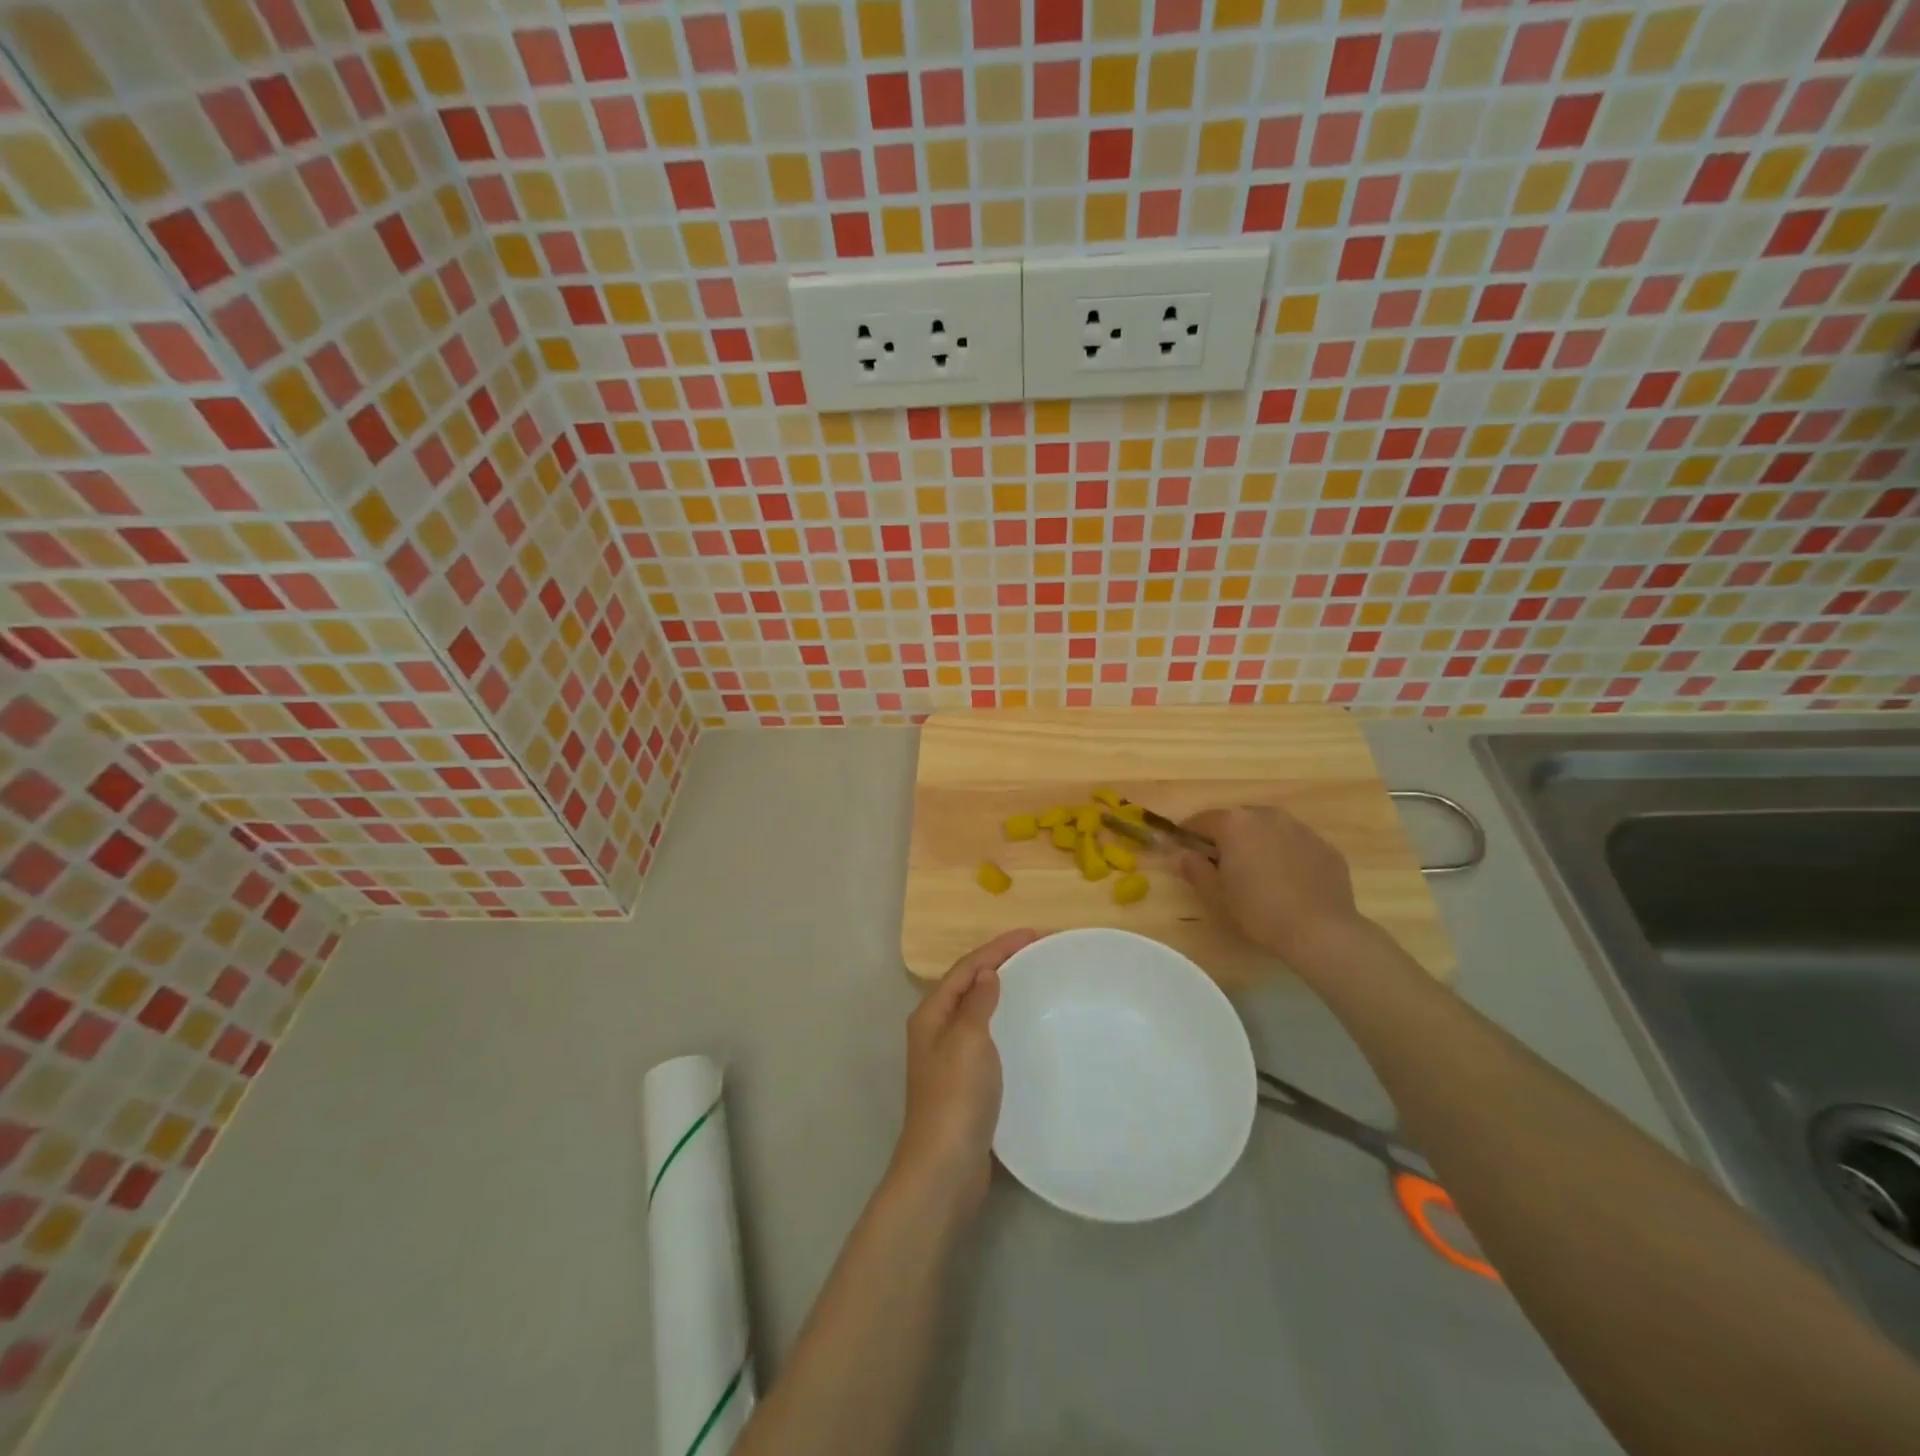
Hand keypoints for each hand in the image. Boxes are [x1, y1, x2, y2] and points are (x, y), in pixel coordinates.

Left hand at [891, 929, 1038, 1210]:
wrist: (945, 1168)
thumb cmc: (956, 1097)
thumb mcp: (967, 1039)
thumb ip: (977, 1002)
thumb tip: (987, 973)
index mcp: (931, 1015)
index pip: (966, 968)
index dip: (998, 947)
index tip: (1033, 934)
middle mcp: (935, 1031)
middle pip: (969, 985)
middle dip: (1000, 964)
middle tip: (1037, 953)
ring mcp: (948, 1059)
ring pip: (977, 1011)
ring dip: (1002, 992)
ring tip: (1034, 981)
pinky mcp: (964, 1083)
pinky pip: (986, 1037)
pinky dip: (1004, 1022)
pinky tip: (1024, 1029)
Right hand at [1179, 806, 1368, 969]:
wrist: (1321, 931)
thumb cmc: (1258, 911)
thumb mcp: (1215, 894)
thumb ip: (1193, 868)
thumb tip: (1177, 853)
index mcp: (1235, 823)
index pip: (1201, 820)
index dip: (1189, 834)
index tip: (1184, 850)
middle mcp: (1267, 816)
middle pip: (1237, 820)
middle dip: (1226, 837)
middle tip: (1221, 865)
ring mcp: (1301, 829)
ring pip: (1269, 829)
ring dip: (1258, 843)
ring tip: (1257, 873)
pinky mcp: (1325, 847)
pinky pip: (1296, 844)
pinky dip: (1286, 855)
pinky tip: (1288, 882)